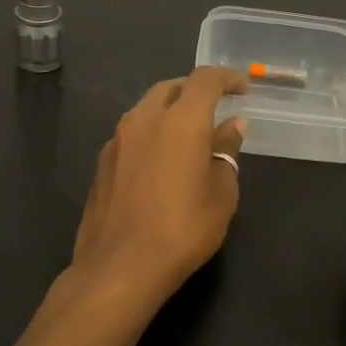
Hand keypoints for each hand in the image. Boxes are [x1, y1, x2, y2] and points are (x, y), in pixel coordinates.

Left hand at [73, 66, 248, 301]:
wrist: (119, 268)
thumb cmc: (182, 230)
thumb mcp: (221, 194)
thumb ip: (227, 152)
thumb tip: (232, 126)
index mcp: (181, 121)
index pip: (205, 80)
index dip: (227, 78)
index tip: (243, 89)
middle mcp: (144, 119)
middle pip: (171, 88)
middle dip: (195, 92)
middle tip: (215, 111)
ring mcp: (117, 140)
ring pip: (147, 109)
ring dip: (170, 113)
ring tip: (189, 138)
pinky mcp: (102, 163)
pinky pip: (132, 134)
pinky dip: (152, 135)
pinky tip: (161, 164)